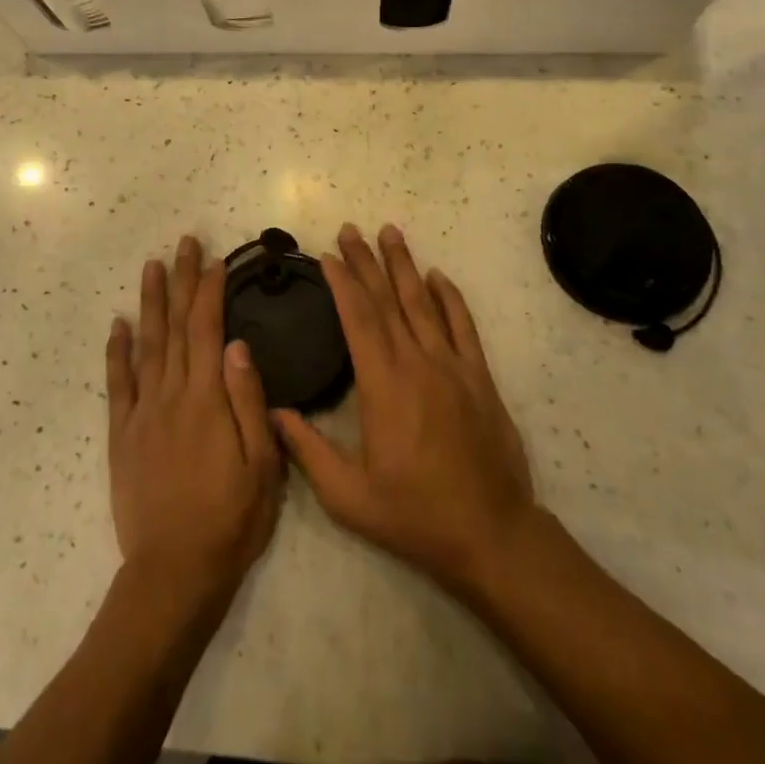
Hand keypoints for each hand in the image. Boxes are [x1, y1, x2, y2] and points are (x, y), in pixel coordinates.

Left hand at [106, 236, 283, 609]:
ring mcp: (142, 412)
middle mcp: (171, 394)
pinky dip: (115, 351)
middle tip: (184, 244)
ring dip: (150, 302)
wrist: (174, 572)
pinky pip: (117, 383)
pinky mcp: (122, 434)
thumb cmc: (231, 519)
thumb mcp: (262, 465)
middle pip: (175, 326)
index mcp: (207, 399)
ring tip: (151, 267)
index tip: (215, 260)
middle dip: (181, 281)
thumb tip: (237, 343)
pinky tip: (117, 325)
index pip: (207, 329)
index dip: (210, 291)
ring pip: (146, 344)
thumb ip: (247, 399)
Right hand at [273, 224, 538, 595]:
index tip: (328, 255)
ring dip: (404, 265)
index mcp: (383, 386)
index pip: (358, 319)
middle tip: (350, 229)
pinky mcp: (479, 377)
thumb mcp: (348, 496)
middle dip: (366, 261)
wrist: (491, 534)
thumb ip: (307, 450)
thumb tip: (273, 411)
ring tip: (390, 232)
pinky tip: (438, 275)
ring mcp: (452, 366)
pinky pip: (463, 326)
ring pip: (424, 303)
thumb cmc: (414, 515)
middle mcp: (417, 363)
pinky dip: (450, 297)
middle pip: (387, 300)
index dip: (342, 283)